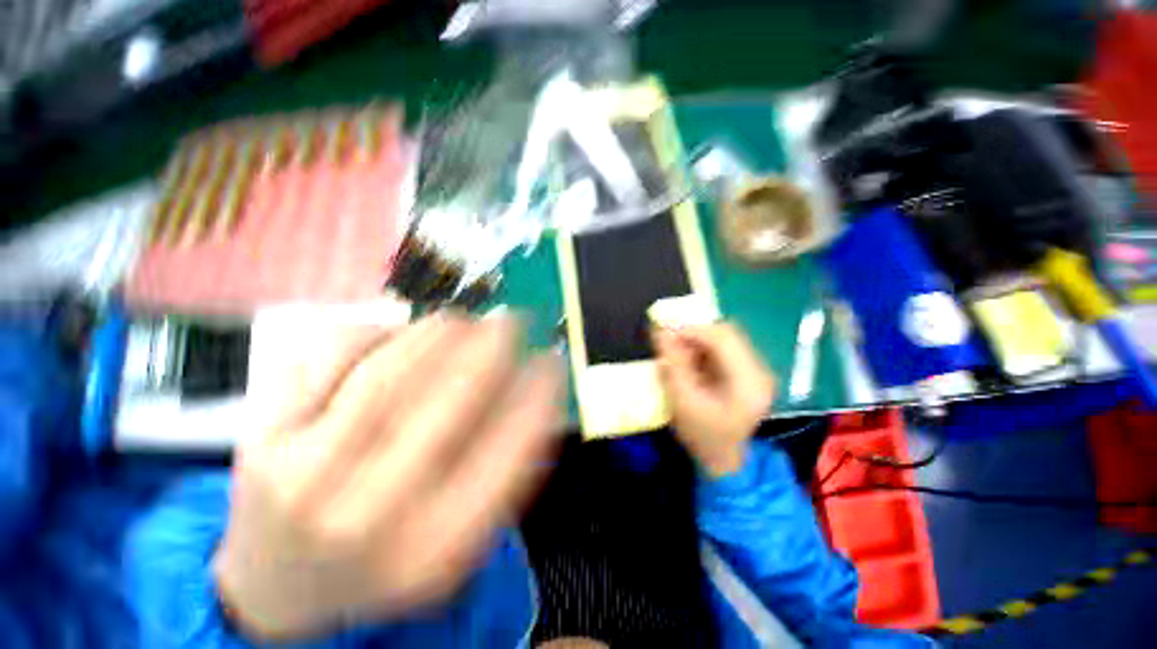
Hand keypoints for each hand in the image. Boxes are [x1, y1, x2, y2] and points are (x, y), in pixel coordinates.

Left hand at [214, 312, 563, 639]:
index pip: (506, 454)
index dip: (537, 395)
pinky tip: (393, 337)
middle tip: (513, 321)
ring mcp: (305, 474)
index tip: (551, 361)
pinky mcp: (262, 437)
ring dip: (439, 331)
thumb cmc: (382, 559)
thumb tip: (536, 390)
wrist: (277, 588)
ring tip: (461, 321)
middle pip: (447, 399)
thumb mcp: (454, 540)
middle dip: (493, 346)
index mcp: (432, 550)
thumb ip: (501, 471)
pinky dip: (375, 331)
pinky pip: (330, 352)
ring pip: (390, 368)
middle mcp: (370, 515)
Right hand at [652, 322, 775, 476]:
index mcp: (749, 382)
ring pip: (724, 338)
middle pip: (727, 334)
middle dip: (694, 332)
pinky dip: (702, 348)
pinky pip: (722, 348)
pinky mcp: (746, 371)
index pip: (724, 339)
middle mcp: (759, 370)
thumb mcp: (682, 401)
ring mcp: (755, 370)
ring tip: (676, 351)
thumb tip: (660, 330)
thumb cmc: (701, 435)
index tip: (664, 328)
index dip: (692, 329)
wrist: (722, 459)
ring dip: (697, 340)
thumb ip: (673, 364)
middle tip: (668, 339)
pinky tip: (689, 360)